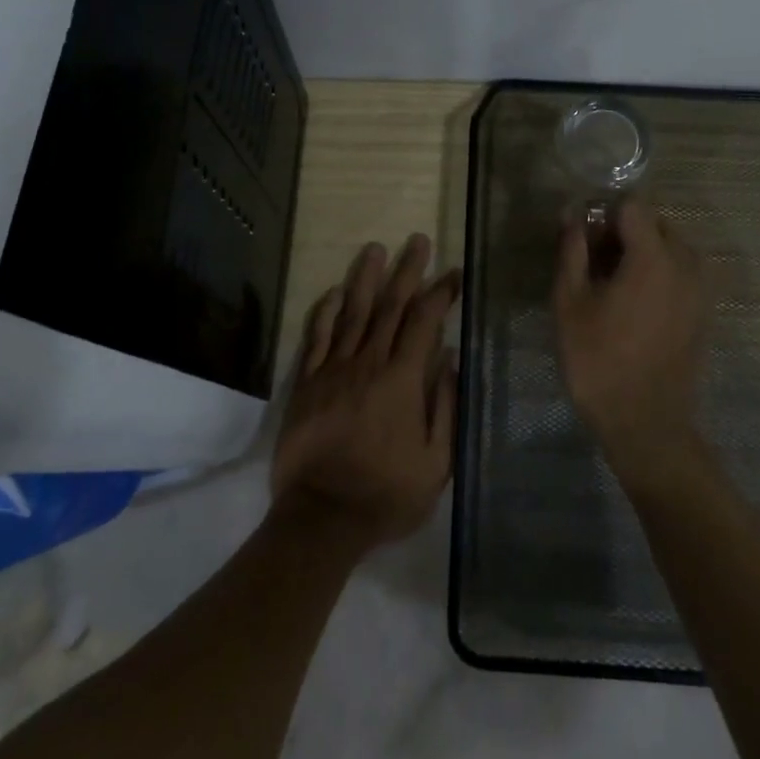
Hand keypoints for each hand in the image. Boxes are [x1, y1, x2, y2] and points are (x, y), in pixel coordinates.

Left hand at [271, 234, 460, 551]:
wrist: (321, 518)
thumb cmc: (386, 494)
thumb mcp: (436, 462)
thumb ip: (445, 406)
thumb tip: (450, 358)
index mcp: (402, 380)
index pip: (424, 321)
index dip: (440, 293)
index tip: (453, 273)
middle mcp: (367, 363)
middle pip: (390, 306)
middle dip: (407, 271)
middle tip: (417, 241)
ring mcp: (332, 370)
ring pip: (352, 313)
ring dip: (366, 278)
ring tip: (375, 249)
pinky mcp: (306, 382)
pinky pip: (316, 337)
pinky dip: (325, 311)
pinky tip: (333, 291)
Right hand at [553, 198, 705, 470]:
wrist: (645, 424)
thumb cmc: (598, 361)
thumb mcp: (569, 303)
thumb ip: (572, 251)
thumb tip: (573, 215)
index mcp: (654, 257)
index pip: (633, 205)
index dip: (604, 213)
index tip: (584, 239)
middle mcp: (686, 264)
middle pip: (655, 223)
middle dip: (623, 231)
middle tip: (592, 263)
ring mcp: (700, 289)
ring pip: (670, 248)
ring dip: (641, 252)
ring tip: (612, 285)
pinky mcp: (703, 312)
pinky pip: (680, 273)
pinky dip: (658, 273)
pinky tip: (633, 305)